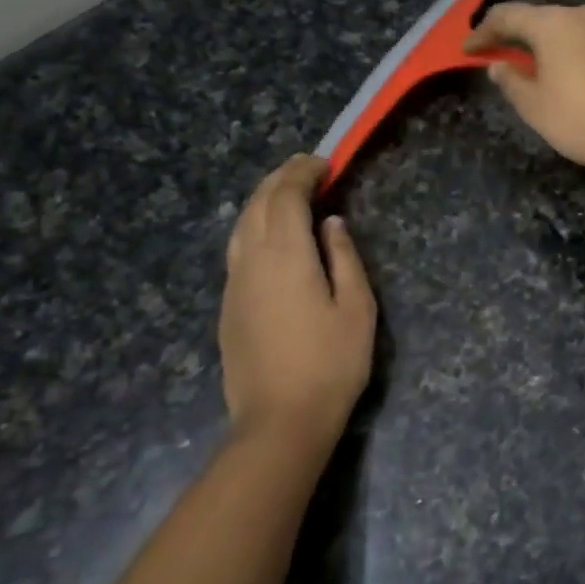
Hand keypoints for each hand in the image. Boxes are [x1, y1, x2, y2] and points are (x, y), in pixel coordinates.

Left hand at [220, 155, 376, 455]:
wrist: (280, 421)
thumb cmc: (331, 364)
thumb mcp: (356, 309)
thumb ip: (344, 258)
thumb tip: (330, 224)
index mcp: (285, 255)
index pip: (285, 196)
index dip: (302, 173)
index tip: (323, 163)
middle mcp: (250, 261)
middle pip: (256, 204)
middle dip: (279, 180)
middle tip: (306, 171)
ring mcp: (233, 285)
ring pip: (240, 226)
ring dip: (262, 202)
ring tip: (287, 197)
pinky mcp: (228, 307)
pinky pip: (236, 250)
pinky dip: (253, 228)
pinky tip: (270, 240)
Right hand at [466, 2, 584, 181]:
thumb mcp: (536, 110)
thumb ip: (512, 83)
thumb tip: (499, 66)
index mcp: (554, 25)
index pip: (508, 16)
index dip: (485, 32)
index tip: (472, 49)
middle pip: (553, 22)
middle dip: (537, 42)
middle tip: (529, 68)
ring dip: (579, 49)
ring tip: (580, 80)